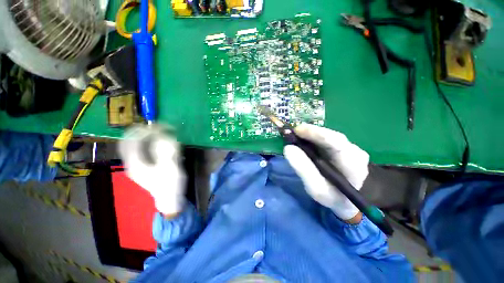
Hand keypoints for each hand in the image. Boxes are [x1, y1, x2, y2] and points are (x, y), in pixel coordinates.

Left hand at [118, 125, 185, 215]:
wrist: (169, 198)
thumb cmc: (171, 184)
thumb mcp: (172, 167)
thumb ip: (168, 151)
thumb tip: (165, 135)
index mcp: (137, 163)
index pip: (133, 141)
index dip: (143, 130)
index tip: (157, 125)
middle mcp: (132, 162)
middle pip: (129, 141)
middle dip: (141, 131)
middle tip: (156, 126)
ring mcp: (135, 164)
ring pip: (132, 144)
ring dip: (143, 136)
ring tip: (156, 131)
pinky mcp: (140, 166)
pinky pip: (138, 149)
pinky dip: (145, 142)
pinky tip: (155, 141)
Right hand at [283, 124, 369, 220]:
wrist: (345, 200)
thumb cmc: (331, 197)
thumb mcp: (316, 189)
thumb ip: (303, 169)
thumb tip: (288, 148)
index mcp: (353, 165)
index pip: (336, 142)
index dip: (316, 133)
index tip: (296, 130)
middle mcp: (355, 152)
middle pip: (331, 136)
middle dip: (310, 132)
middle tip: (291, 132)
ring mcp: (350, 148)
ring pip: (328, 136)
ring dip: (310, 134)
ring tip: (294, 136)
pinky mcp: (343, 147)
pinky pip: (326, 139)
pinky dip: (313, 138)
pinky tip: (303, 141)